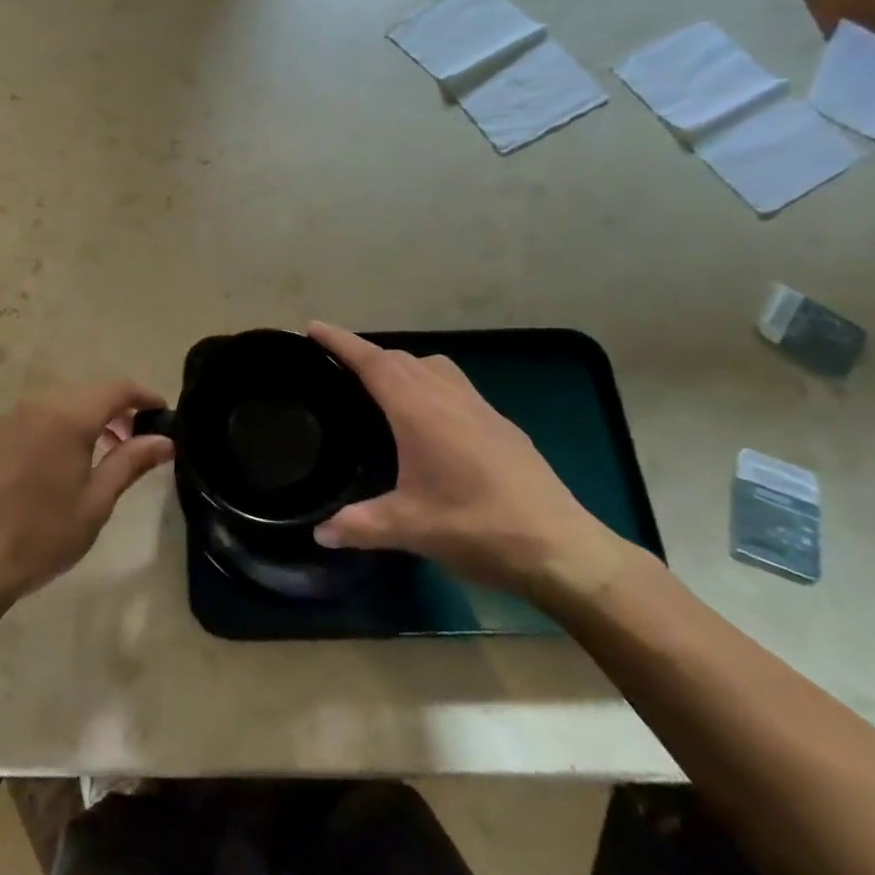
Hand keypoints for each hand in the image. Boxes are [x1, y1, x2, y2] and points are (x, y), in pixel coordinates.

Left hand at [0, 380, 173, 601]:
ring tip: (103, 451)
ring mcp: (14, 415)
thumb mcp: (97, 501)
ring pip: (64, 400)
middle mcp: (41, 403)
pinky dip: (61, 422)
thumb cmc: (44, 534)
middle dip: (118, 408)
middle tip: (136, 439)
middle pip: (90, 391)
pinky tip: (64, 457)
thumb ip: (131, 461)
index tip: (164, 413)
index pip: (118, 389)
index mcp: (70, 416)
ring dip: (89, 415)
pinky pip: (39, 413)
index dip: (144, 396)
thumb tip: (166, 441)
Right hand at [309, 323, 631, 605]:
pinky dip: (429, 382)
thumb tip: (318, 532)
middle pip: (399, 359)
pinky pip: (453, 384)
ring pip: (431, 366)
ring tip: (380, 386)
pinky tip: (428, 418)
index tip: (313, 327)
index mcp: (419, 410)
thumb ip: (359, 525)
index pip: (372, 362)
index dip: (340, 342)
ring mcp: (479, 407)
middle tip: (336, 364)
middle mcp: (448, 396)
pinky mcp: (500, 423)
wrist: (561, 547)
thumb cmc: (478, 528)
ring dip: (400, 365)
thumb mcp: (410, 529)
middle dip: (366, 354)